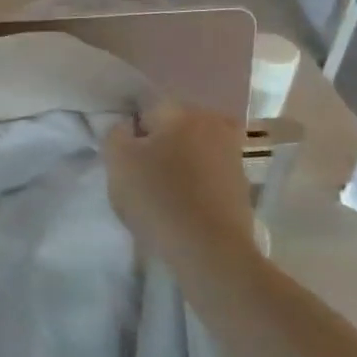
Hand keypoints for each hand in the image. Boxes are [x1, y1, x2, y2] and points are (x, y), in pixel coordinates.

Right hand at [103, 103, 254, 259]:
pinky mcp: (240, 182)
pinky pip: (206, 171)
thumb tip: (128, 127)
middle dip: (155, 141)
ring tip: (160, 190)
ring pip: (191, 147)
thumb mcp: (117, 161)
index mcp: (180, 111)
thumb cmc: (158, 199)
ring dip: (176, 161)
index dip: (129, 128)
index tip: (122, 155)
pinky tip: (181, 203)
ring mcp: (231, 152)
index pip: (145, 105)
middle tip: (139, 171)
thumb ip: (115, 133)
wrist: (211, 251)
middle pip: (171, 124)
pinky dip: (193, 181)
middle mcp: (211, 122)